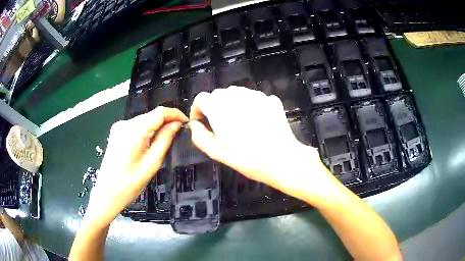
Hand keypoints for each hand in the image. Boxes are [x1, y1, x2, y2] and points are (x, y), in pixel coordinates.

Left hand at [85, 107, 187, 227]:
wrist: (107, 193)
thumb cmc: (130, 183)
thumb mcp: (152, 163)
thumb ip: (165, 140)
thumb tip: (176, 124)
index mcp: (135, 130)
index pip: (160, 112)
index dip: (175, 113)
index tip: (187, 121)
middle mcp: (125, 123)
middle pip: (151, 115)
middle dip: (166, 121)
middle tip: (179, 132)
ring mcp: (119, 127)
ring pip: (144, 120)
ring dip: (156, 126)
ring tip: (166, 138)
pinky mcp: (116, 133)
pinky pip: (135, 126)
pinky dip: (146, 130)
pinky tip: (150, 142)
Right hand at [188, 86, 338, 201]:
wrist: (282, 160)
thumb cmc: (248, 159)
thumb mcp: (217, 153)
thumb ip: (199, 136)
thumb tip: (194, 125)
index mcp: (220, 108)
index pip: (201, 98)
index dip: (197, 109)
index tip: (201, 121)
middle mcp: (237, 96)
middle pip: (219, 94)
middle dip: (214, 107)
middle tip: (220, 126)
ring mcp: (256, 96)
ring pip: (237, 93)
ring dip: (232, 104)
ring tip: (239, 123)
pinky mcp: (270, 100)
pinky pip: (253, 98)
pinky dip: (249, 105)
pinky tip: (255, 121)